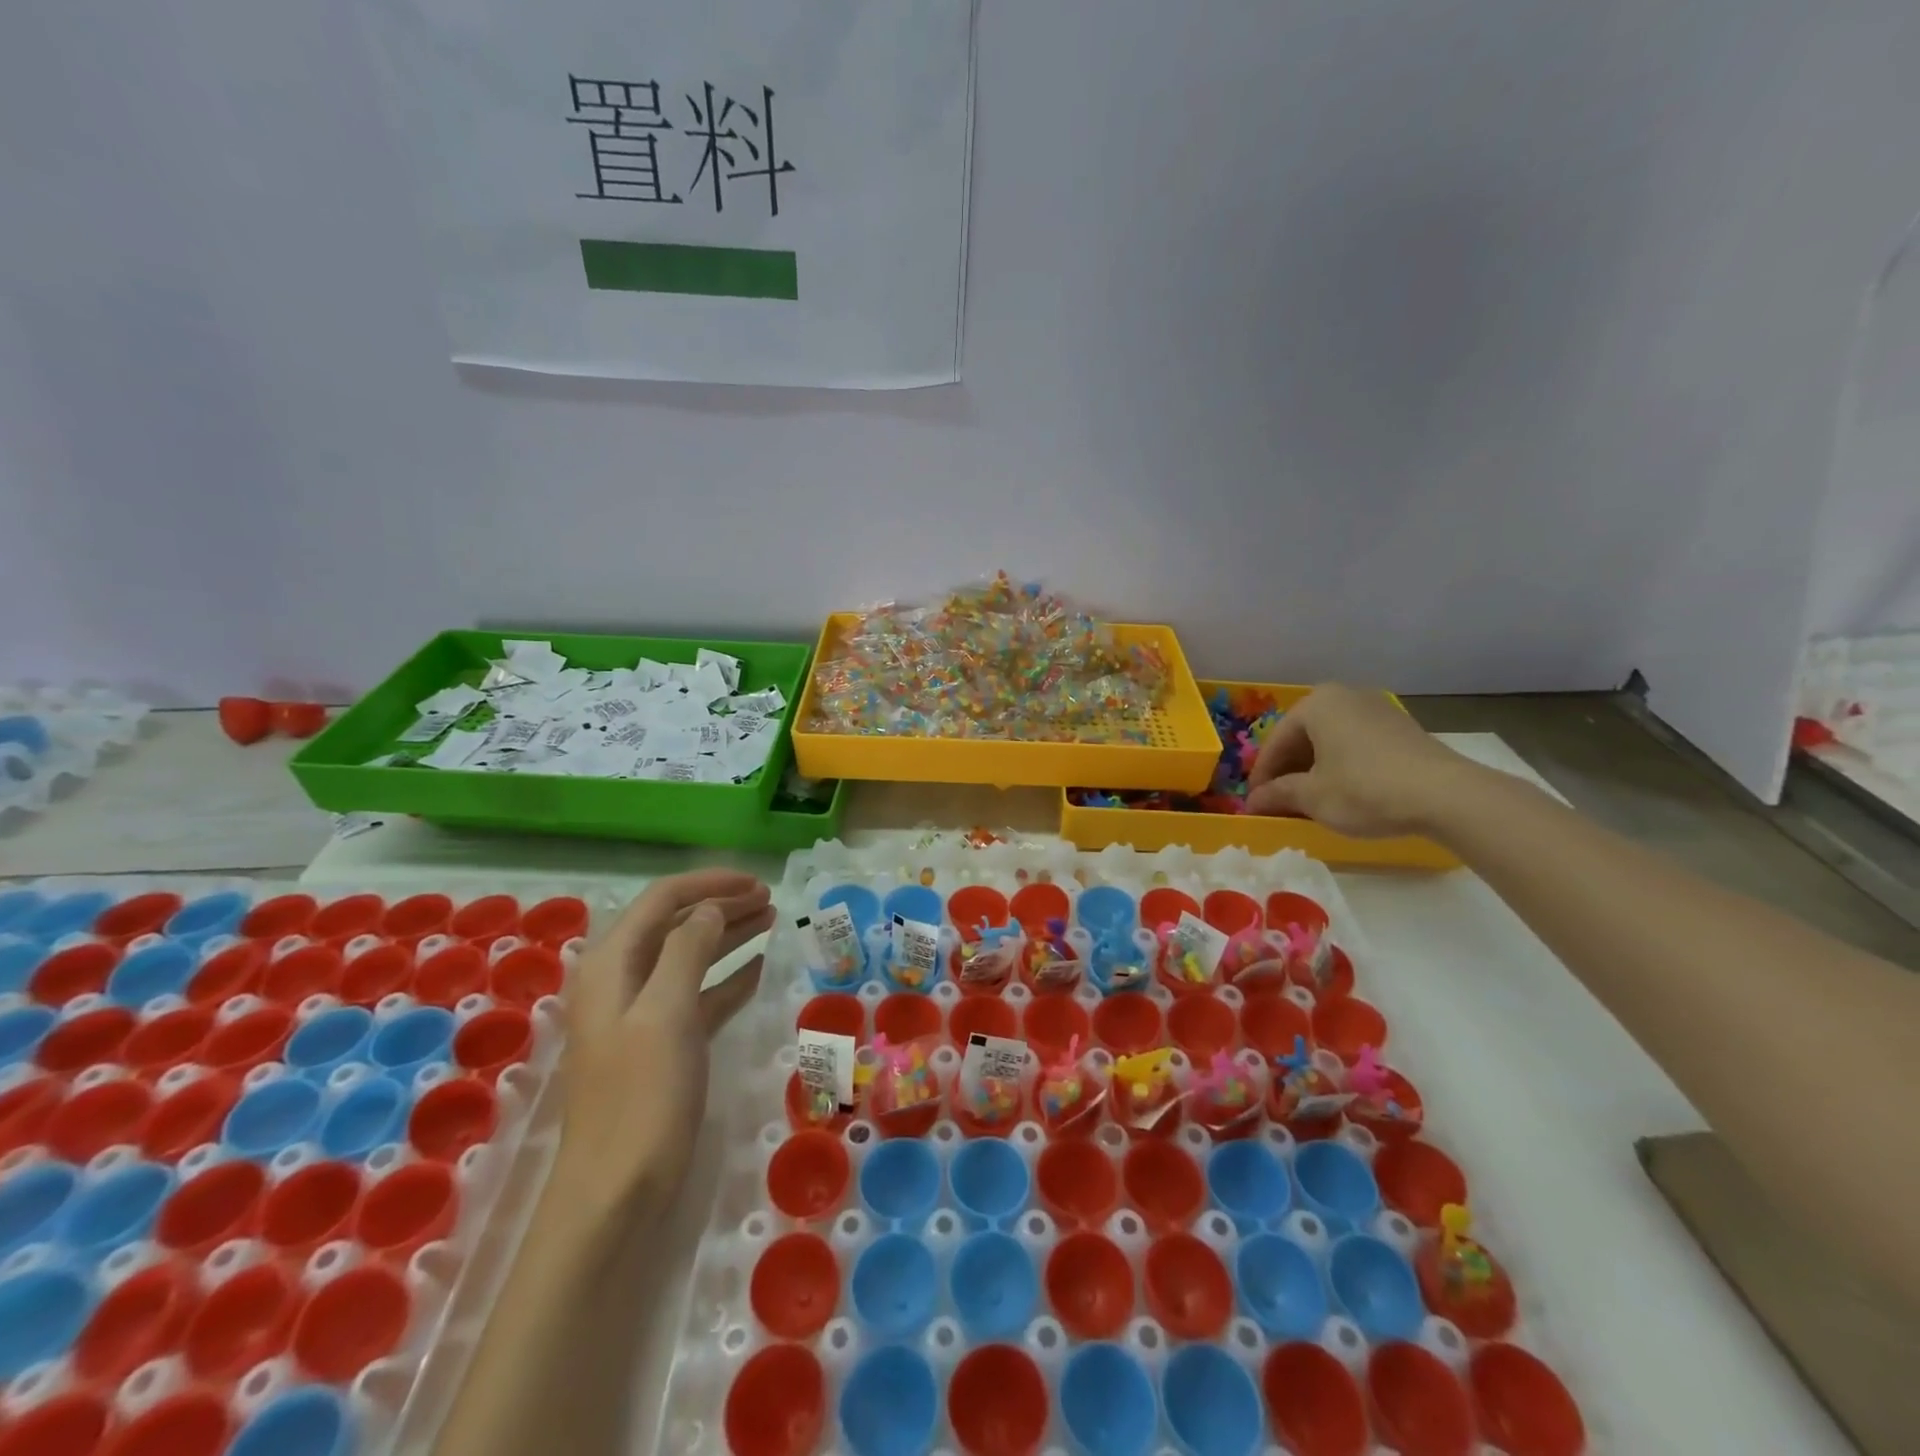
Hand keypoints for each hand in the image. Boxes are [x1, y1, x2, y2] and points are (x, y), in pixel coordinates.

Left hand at [553, 870, 775, 1221]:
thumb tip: (710, 908)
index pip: (661, 900)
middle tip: (771, 900)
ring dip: (728, 936)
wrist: (615, 1194)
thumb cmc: (642, 1096)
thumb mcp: (666, 1013)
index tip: (756, 882)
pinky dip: (728, 976)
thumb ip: (687, 949)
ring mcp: (641, 1015)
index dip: (709, 884)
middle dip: (722, 905)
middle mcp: (622, 981)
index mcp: (612, 964)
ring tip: (772, 921)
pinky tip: (759, 969)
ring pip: (690, 957)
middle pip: (676, 924)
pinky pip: (699, 994)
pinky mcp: (661, 1045)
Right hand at [1245, 684, 1473, 836]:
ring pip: (1330, 741)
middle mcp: (1345, 696)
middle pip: (1303, 737)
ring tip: (1309, 799)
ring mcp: (1377, 709)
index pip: (1275, 742)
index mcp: (1316, 704)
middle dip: (1288, 769)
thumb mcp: (1311, 796)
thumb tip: (1251, 802)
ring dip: (1314, 769)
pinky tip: (1342, 792)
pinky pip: (1356, 744)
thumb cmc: (1364, 789)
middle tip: (1279, 800)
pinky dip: (1341, 765)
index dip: (1262, 775)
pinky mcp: (1401, 728)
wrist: (1445, 795)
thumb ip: (1277, 794)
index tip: (1255, 802)